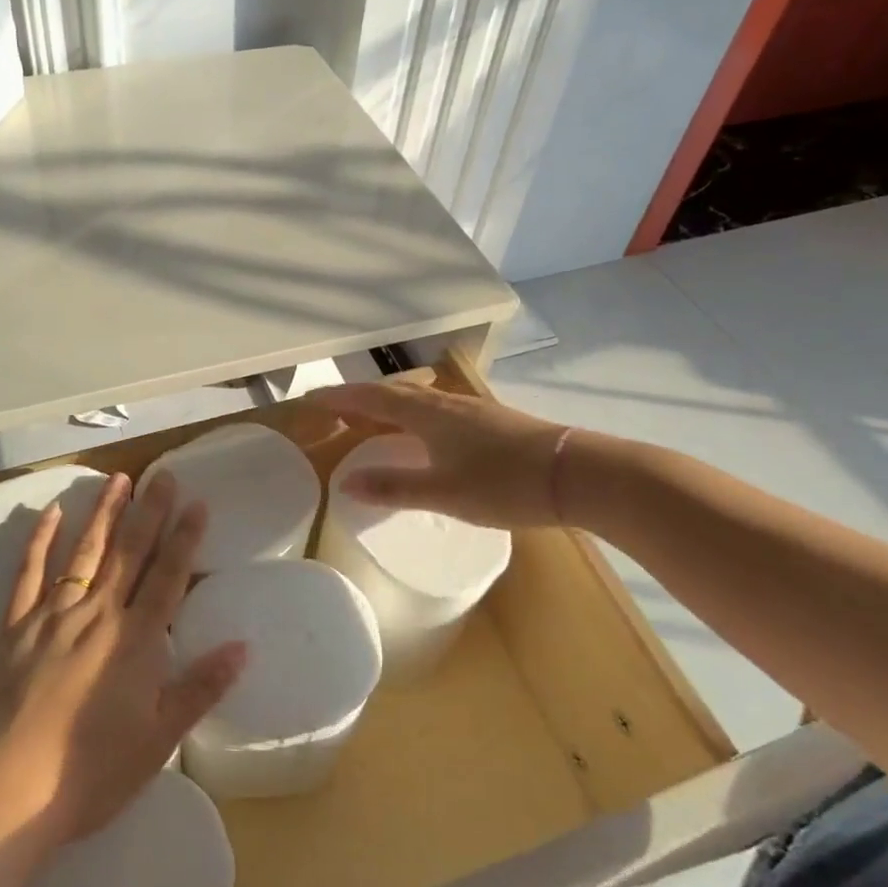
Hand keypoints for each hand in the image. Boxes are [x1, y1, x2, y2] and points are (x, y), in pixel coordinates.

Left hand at [0, 472, 246, 843]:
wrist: (6, 791)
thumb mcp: (158, 740)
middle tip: (163, 476)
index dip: (184, 539)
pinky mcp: (13, 626)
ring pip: (85, 552)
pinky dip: (41, 540)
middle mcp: (97, 615)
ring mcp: (52, 615)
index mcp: (135, 641)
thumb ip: (200, 689)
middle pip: (129, 554)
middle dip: (149, 512)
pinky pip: (29, 573)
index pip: (167, 578)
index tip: (197, 503)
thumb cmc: (90, 772)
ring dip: (105, 514)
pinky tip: (52, 512)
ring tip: (119, 479)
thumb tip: (243, 647)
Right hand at [307, 381, 573, 528]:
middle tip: (333, 412)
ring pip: (416, 401)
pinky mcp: (489, 421)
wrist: (576, 474)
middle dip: (359, 400)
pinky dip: (412, 416)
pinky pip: (434, 411)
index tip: (310, 399)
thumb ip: (394, 488)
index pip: (371, 399)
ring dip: (387, 407)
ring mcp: (470, 410)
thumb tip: (344, 483)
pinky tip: (421, 434)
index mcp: (427, 414)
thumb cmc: (504, 483)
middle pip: (392, 393)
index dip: (339, 398)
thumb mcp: (444, 492)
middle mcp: (444, 404)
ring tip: (370, 422)